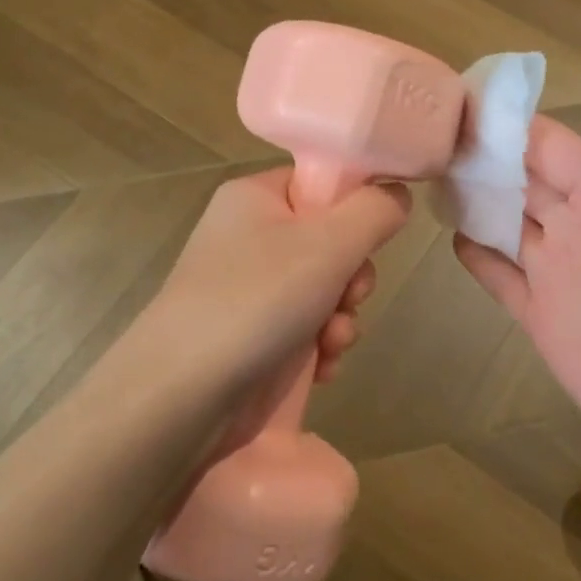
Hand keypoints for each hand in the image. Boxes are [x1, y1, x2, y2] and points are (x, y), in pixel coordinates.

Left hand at [150, 168, 410, 401]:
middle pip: (331, 240)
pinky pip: (306, 326)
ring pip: (325, 288)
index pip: (321, 183)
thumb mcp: (328, 245)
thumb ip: (374, 212)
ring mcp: (250, 288)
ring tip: (332, 341)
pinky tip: (322, 367)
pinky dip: (321, 345)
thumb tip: (398, 194)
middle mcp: (250, 237)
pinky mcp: (253, 334)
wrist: (182, 397)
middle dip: (352, 276)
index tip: (372, 240)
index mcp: (256, 198)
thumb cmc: (256, 301)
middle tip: (350, 296)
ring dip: (342, 316)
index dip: (355, 209)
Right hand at [455, 84, 580, 502]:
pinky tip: (449, 237)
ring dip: (469, 199)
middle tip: (412, 135)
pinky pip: (501, 278)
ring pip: (503, 222)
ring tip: (418, 176)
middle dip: (475, 156)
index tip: (449, 100)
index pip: (551, 143)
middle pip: (519, 178)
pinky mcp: (544, 322)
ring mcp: (561, 276)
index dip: (505, 122)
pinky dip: (477, 256)